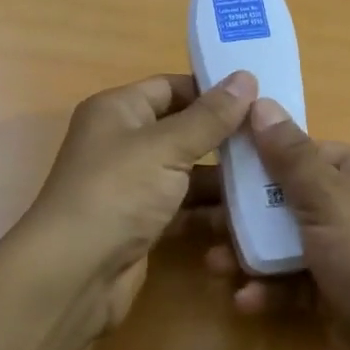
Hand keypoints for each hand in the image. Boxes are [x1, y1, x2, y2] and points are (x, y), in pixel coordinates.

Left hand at [19, 70, 257, 338]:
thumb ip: (210, 116)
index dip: (212, 90)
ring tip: (273, 180)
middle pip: (183, 131)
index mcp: (118, 110)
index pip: (171, 87)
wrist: (75, 272)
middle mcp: (123, 143)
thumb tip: (245, 77)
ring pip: (187, 173)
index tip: (260, 97)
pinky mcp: (142, 223)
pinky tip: (248, 217)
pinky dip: (210, 212)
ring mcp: (132, 186)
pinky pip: (183, 208)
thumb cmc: (118, 192)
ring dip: (223, 179)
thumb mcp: (167, 146)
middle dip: (225, 138)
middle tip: (274, 141)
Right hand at [206, 100, 349, 349]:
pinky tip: (246, 300)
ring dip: (251, 254)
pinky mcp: (336, 294)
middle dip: (248, 214)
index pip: (309, 153)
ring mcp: (349, 254)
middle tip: (204, 220)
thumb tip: (261, 103)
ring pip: (287, 242)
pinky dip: (269, 288)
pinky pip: (294, 280)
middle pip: (291, 199)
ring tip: (216, 265)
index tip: (219, 165)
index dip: (264, 158)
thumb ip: (291, 156)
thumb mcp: (331, 202)